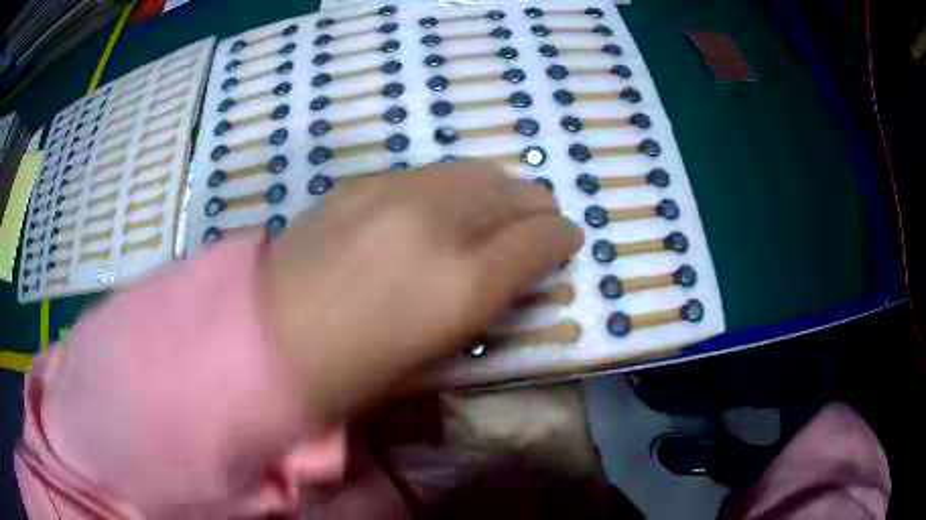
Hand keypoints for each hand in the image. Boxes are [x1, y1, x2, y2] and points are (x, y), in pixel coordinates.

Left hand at [261, 162, 582, 425]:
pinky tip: (439, 207)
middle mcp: (439, 223)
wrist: (266, 337)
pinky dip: (451, 186)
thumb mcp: (435, 354)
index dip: (563, 239)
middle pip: (515, 192)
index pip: (542, 239)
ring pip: (475, 170)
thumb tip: (513, 271)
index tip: (566, 243)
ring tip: (494, 210)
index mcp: (464, 283)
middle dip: (537, 208)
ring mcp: (396, 192)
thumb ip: (486, 303)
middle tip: (536, 226)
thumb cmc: (353, 373)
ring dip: (498, 190)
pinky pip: (429, 172)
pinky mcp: (362, 181)